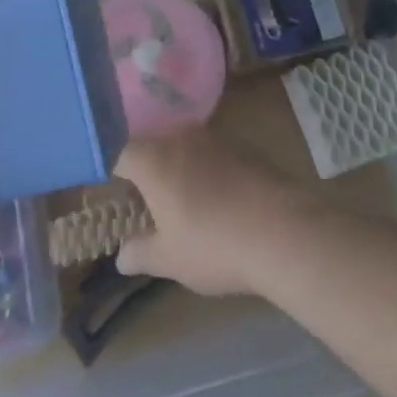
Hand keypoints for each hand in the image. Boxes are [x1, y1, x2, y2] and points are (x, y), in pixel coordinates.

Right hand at [114, 128, 313, 296]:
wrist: (284, 231)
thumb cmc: (214, 245)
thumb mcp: (170, 260)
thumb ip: (140, 253)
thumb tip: (122, 256)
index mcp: (154, 158)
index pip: (119, 153)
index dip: (112, 173)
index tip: (113, 195)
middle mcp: (181, 136)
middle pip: (152, 144)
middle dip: (145, 169)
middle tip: (145, 202)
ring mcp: (215, 136)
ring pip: (184, 145)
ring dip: (178, 167)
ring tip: (183, 202)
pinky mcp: (244, 145)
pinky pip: (212, 151)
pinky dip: (206, 169)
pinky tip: (217, 199)